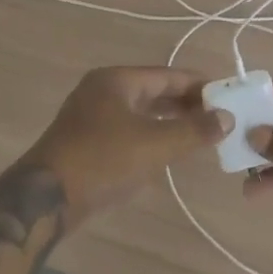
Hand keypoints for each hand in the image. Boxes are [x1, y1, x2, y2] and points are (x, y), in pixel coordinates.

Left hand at [26, 67, 233, 226]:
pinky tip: (167, 151)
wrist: (45, 198)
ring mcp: (91, 116)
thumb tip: (226, 117)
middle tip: (219, 117)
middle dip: (186, 104)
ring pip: (140, 112)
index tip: (227, 95)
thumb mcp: (154, 144)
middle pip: (153, 91)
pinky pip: (128, 129)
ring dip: (170, 121)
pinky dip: (151, 135)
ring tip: (200, 134)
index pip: (167, 75)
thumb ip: (193, 130)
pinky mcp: (86, 141)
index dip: (198, 85)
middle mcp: (102, 90)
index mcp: (116, 80)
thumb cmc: (103, 160)